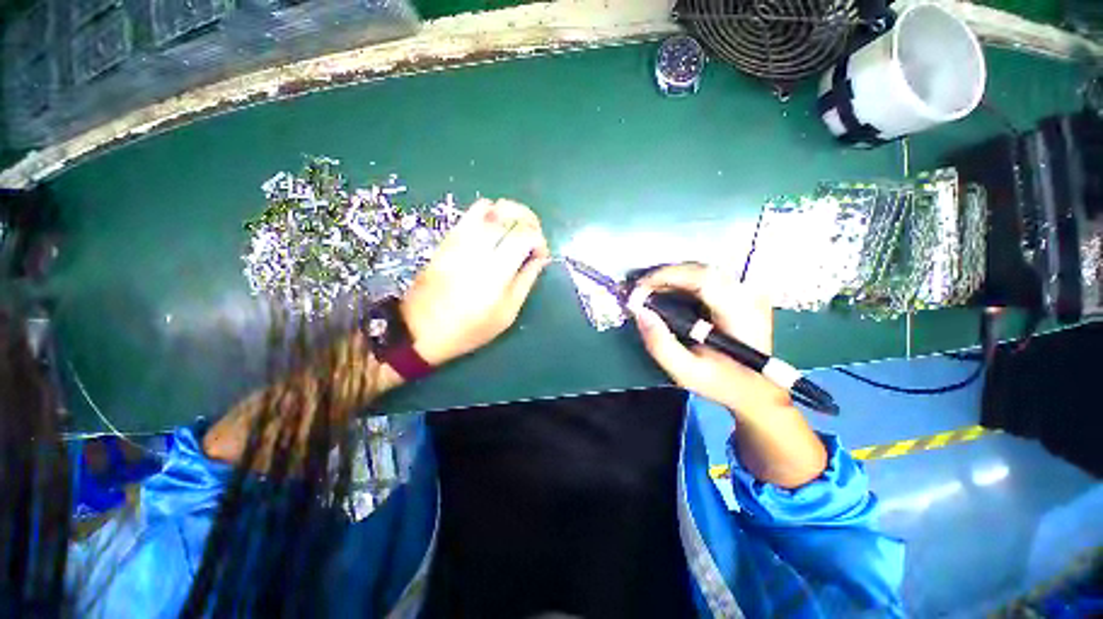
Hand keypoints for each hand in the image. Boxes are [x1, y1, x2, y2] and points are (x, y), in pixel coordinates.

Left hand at [401, 198, 550, 365]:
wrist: (421, 329)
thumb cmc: (469, 328)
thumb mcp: (506, 314)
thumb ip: (525, 282)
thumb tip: (540, 259)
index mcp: (495, 270)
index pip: (524, 235)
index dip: (539, 240)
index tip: (541, 255)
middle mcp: (477, 247)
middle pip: (508, 213)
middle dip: (528, 219)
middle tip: (533, 235)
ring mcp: (459, 240)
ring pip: (489, 207)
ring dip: (509, 213)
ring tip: (515, 230)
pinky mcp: (447, 239)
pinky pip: (471, 213)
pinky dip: (489, 214)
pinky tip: (494, 231)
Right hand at [631, 263, 790, 416]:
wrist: (755, 389)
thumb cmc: (721, 382)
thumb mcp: (686, 371)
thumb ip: (660, 344)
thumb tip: (640, 312)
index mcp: (740, 314)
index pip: (703, 278)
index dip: (668, 276)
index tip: (640, 287)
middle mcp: (749, 296)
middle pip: (700, 270)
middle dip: (665, 276)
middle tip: (640, 291)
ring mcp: (747, 292)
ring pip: (702, 270)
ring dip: (672, 278)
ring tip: (650, 293)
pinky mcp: (741, 293)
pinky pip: (706, 278)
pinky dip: (682, 282)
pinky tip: (668, 294)